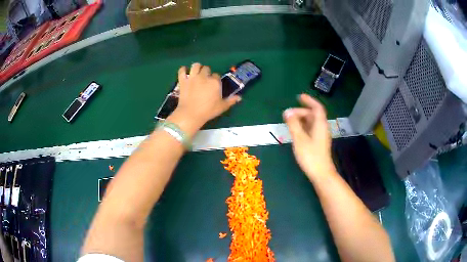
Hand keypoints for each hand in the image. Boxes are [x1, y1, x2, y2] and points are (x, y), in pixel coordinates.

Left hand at [169, 63, 240, 132]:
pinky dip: (183, 70)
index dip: (215, 79)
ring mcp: (193, 77)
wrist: (191, 114)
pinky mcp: (183, 80)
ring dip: (197, 68)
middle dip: (206, 72)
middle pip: (206, 68)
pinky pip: (182, 70)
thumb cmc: (208, 111)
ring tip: (196, 73)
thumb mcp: (222, 107)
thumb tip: (240, 97)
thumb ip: (231, 101)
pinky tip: (185, 73)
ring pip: (195, 65)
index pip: (217, 75)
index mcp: (215, 82)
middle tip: (205, 79)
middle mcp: (204, 76)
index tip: (214, 85)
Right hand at [283, 94, 336, 179]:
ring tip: (290, 121)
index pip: (317, 107)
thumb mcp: (300, 139)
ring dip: (301, 119)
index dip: (309, 100)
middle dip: (301, 111)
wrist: (321, 173)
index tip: (299, 97)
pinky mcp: (318, 143)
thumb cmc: (311, 156)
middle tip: (288, 114)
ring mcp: (321, 136)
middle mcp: (322, 128)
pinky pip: (311, 129)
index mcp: (320, 125)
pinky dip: (303, 126)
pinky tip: (296, 131)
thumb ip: (293, 124)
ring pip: (312, 122)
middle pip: (313, 115)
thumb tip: (287, 112)